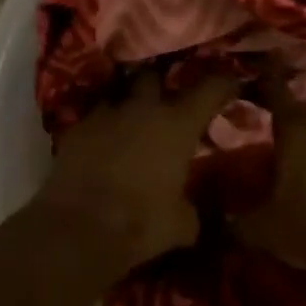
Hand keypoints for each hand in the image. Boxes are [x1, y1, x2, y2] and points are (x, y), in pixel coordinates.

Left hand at [36, 73, 239, 272]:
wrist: (78, 229)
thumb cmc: (141, 223)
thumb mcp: (181, 224)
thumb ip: (190, 209)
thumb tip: (190, 213)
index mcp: (178, 125)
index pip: (210, 88)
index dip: (223, 83)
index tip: (230, 84)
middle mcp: (142, 109)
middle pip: (154, 76)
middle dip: (161, 84)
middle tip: (167, 101)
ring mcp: (104, 115)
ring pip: (118, 95)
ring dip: (127, 105)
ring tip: (131, 122)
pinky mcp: (74, 130)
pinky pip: (93, 120)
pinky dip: (101, 129)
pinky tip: (102, 146)